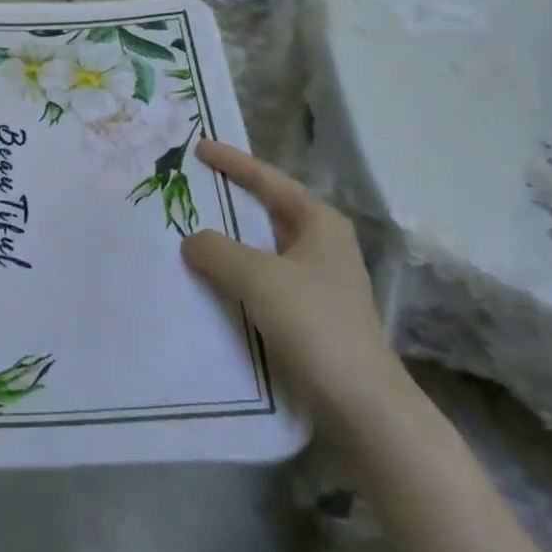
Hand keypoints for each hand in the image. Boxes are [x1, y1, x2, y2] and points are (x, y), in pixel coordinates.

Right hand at [180, 140, 409, 431]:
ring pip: (263, 247)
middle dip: (230, 198)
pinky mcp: (309, 313)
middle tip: (192, 185)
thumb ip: (218, 251)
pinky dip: (236, 272)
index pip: (268, 180)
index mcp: (319, 222)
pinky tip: (210, 280)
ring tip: (190, 230)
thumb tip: (192, 240)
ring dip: (230, 240)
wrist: (360, 403)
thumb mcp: (258, 277)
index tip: (199, 148)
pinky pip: (263, 278)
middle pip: (267, 209)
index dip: (233, 161)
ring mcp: (317, 280)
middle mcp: (321, 244)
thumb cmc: (314, 323)